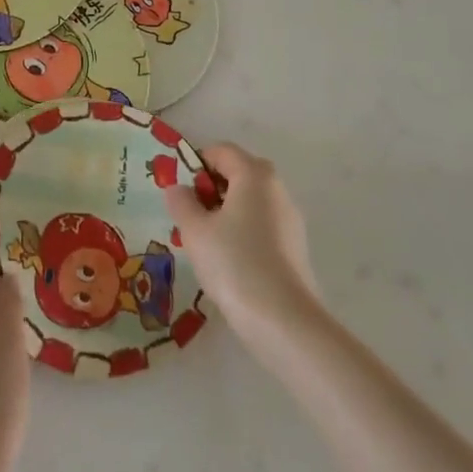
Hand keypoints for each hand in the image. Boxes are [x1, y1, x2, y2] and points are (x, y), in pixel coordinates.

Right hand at [164, 143, 319, 339]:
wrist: (283, 320)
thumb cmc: (233, 262)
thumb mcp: (194, 230)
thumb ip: (181, 202)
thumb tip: (178, 188)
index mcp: (254, 174)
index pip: (221, 151)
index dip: (195, 164)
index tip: (180, 193)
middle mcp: (276, 189)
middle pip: (238, 173)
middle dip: (210, 189)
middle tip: (190, 216)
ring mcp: (290, 219)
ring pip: (250, 201)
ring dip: (225, 212)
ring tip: (205, 242)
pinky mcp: (295, 247)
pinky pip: (261, 225)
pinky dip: (242, 231)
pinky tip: (228, 261)